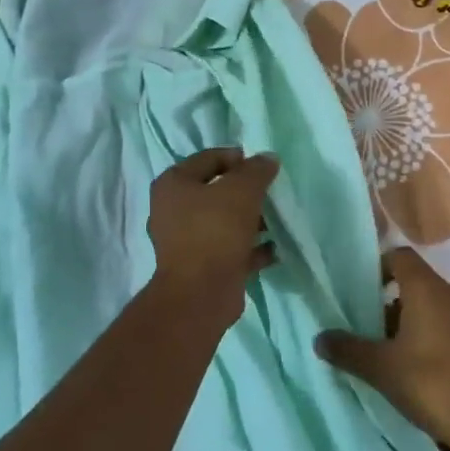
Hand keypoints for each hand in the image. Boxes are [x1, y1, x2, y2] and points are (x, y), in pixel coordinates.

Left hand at [146, 148, 279, 324]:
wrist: (201, 292)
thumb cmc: (216, 230)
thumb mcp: (242, 190)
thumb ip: (256, 170)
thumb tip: (268, 158)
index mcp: (173, 184)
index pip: (209, 158)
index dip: (238, 158)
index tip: (264, 166)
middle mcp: (172, 210)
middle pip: (215, 192)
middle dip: (246, 192)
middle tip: (271, 193)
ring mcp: (185, 241)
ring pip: (223, 222)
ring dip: (250, 221)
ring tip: (276, 221)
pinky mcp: (200, 266)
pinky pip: (229, 249)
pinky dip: (250, 248)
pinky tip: (274, 249)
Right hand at [315, 248, 449, 450]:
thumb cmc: (436, 387)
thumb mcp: (383, 370)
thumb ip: (348, 350)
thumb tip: (319, 338)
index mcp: (429, 289)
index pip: (399, 257)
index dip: (376, 267)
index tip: (358, 292)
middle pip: (416, 285)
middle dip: (390, 305)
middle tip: (368, 333)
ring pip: (437, 309)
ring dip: (413, 325)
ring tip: (393, 357)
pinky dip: (437, 340)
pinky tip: (426, 373)